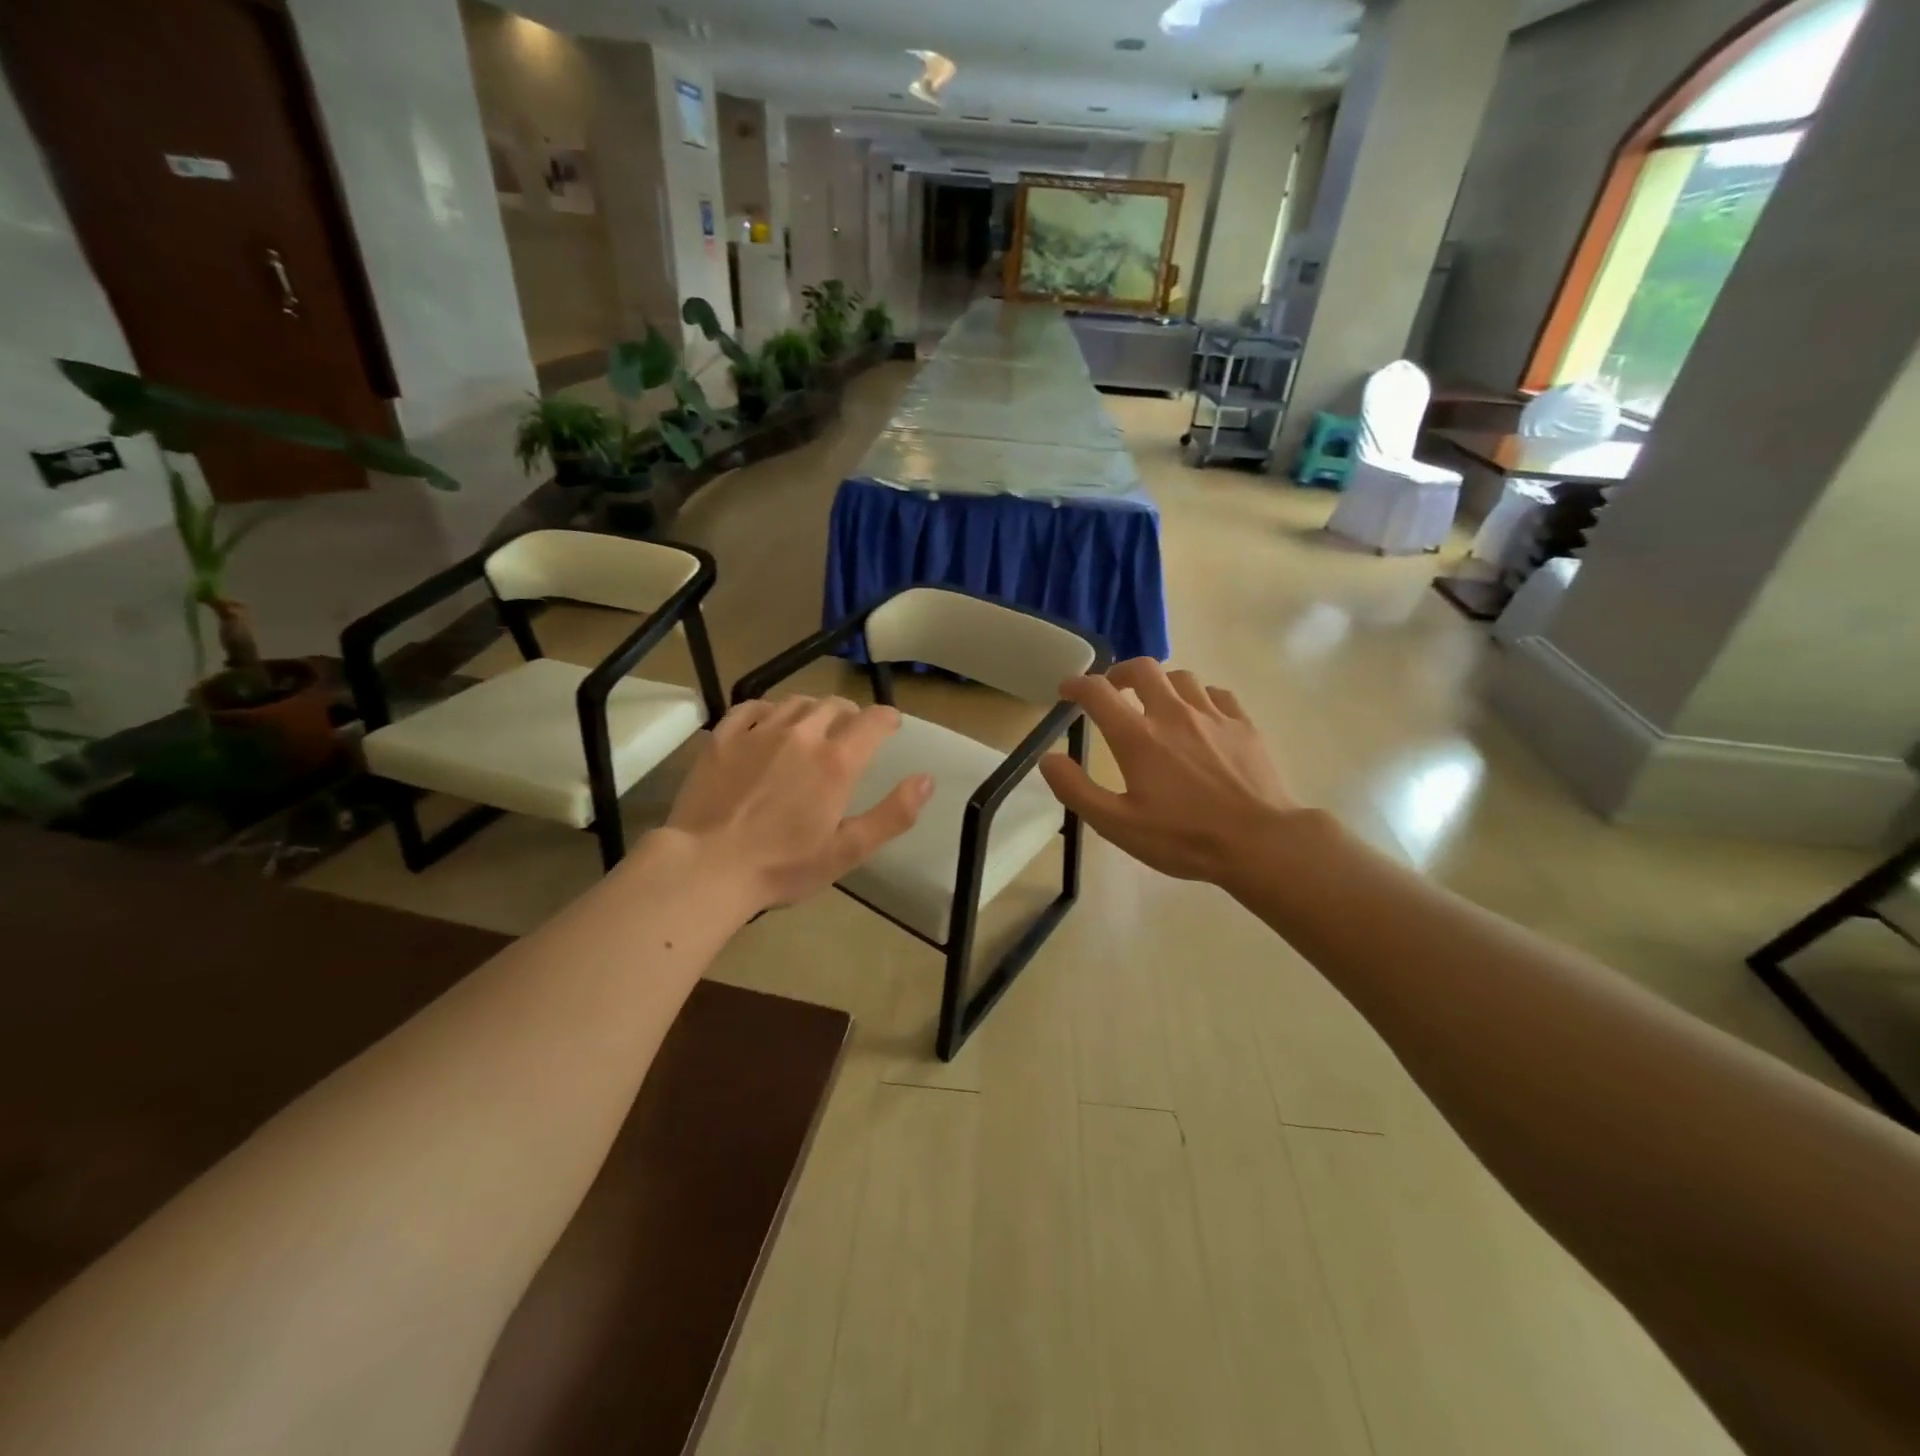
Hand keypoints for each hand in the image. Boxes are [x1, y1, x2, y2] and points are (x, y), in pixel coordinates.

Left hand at [664, 695, 932, 911]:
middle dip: (850, 713)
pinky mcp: (722, 738)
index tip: (891, 724)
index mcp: (836, 761)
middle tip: (852, 730)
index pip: (872, 721)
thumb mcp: (848, 850)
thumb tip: (927, 779)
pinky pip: (751, 708)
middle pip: (834, 705)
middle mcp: (801, 734)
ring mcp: (758, 732)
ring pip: (795, 702)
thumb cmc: (783, 865)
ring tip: (814, 724)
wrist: (707, 867)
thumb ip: (893, 814)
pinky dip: (768, 709)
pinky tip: (768, 721)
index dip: (887, 718)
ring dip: (813, 709)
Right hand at [1039, 659, 1297, 885]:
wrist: (1261, 842)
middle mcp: (1172, 714)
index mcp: (1138, 737)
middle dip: (1120, 672)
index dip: (1076, 685)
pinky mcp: (1243, 724)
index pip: (1098, 692)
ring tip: (1156, 703)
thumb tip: (1048, 758)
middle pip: (1143, 668)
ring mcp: (1212, 715)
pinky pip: (1215, 694)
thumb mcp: (1117, 825)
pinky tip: (1199, 717)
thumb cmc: (1183, 838)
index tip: (1067, 691)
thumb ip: (1076, 790)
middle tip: (1112, 689)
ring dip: (1160, 684)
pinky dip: (1198, 697)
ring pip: (1181, 677)